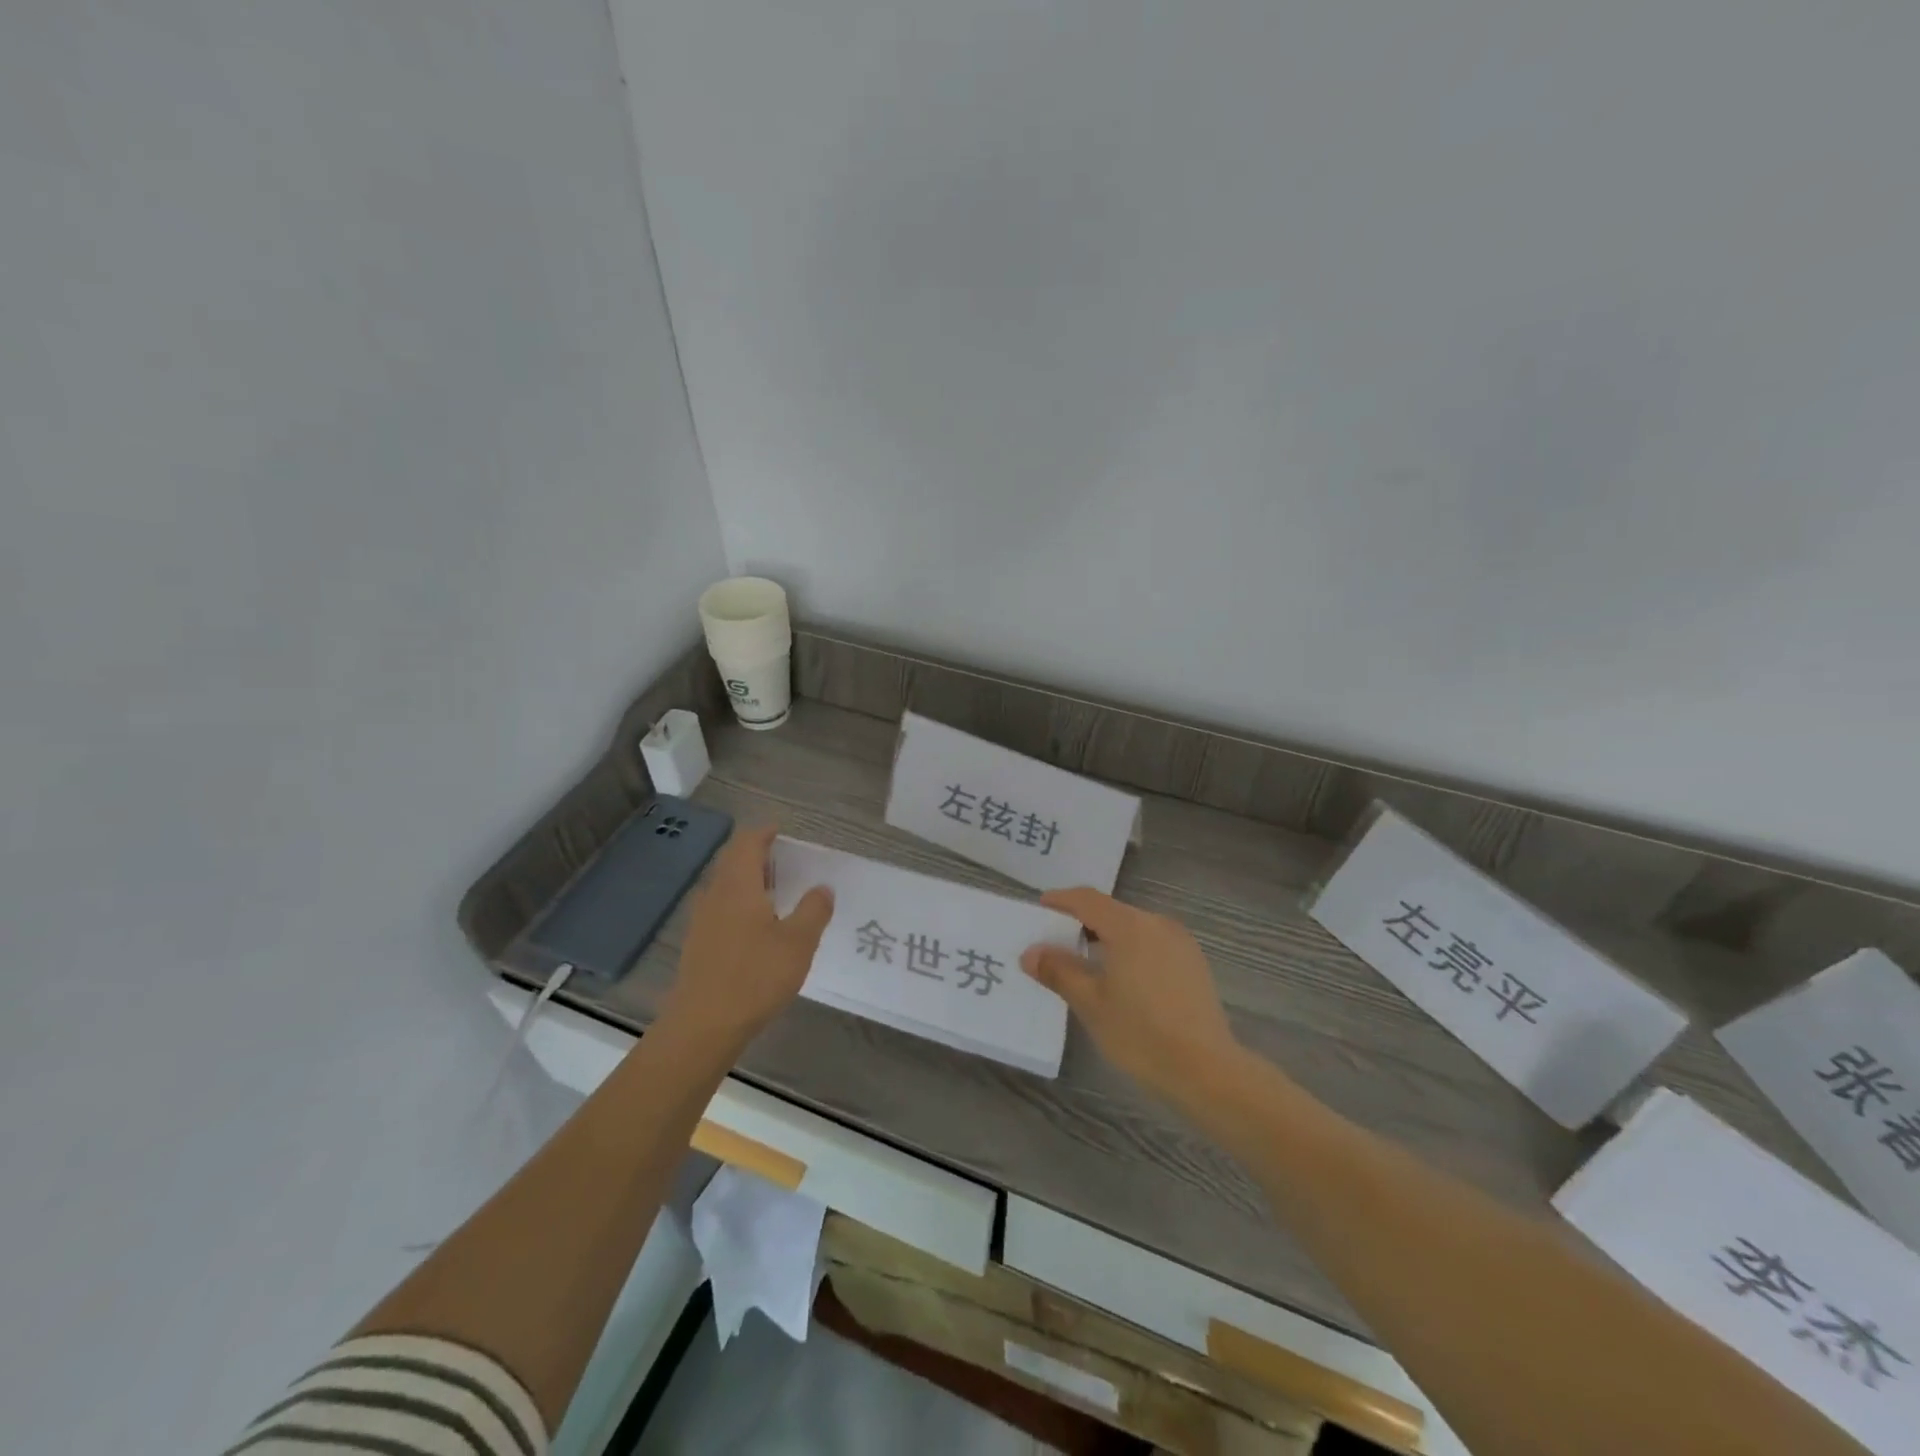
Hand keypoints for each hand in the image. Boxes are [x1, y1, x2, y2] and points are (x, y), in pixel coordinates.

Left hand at [657, 825, 832, 1050]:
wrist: (702, 1027)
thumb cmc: (754, 977)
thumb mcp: (798, 943)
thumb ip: (813, 910)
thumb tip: (822, 888)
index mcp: (738, 886)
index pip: (746, 844)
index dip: (763, 833)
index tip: (780, 831)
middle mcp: (715, 896)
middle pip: (731, 862)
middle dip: (755, 854)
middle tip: (783, 859)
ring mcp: (701, 922)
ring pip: (724, 887)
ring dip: (747, 880)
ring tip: (774, 890)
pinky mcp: (698, 945)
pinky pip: (719, 909)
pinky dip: (739, 904)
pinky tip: (755, 927)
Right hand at [1021, 888, 1238, 1102]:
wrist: (1207, 1071)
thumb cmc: (1141, 1034)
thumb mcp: (1090, 1003)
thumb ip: (1059, 971)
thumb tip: (1031, 952)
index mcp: (1130, 926)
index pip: (1087, 900)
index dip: (1060, 901)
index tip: (1040, 909)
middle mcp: (1157, 924)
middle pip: (1111, 911)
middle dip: (1081, 921)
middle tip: (1055, 940)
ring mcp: (1180, 942)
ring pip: (1133, 927)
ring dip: (1106, 937)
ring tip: (1084, 962)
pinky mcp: (1193, 963)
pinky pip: (1152, 943)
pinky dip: (1129, 949)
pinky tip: (1120, 977)